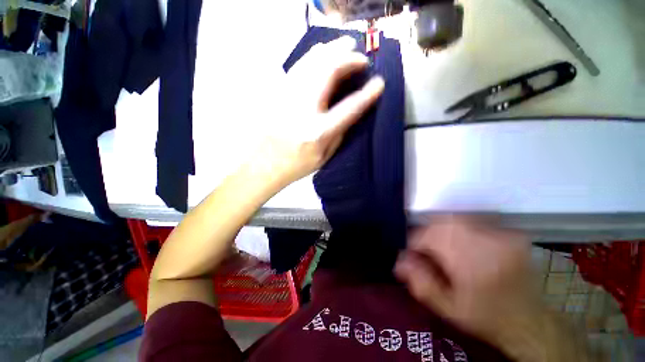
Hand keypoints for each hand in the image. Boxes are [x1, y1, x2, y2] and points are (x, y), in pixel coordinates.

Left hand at [252, 36, 384, 185]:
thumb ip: (339, 133)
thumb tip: (350, 110)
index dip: (367, 95)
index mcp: (318, 132)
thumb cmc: (297, 165)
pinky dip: (313, 56)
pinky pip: (298, 66)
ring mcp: (287, 98)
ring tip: (346, 46)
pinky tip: (322, 52)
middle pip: (328, 73)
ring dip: (332, 51)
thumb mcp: (325, 157)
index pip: (349, 109)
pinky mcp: (278, 93)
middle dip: (348, 59)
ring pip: (312, 63)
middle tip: (361, 58)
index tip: (379, 83)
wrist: (266, 164)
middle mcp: (303, 110)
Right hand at [394, 216, 552, 356]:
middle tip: (423, 252)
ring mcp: (502, 234)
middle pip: (442, 224)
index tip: (410, 255)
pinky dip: (456, 228)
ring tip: (438, 248)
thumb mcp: (448, 309)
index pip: (430, 237)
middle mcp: (490, 242)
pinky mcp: (508, 232)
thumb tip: (399, 261)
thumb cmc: (486, 318)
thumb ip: (420, 283)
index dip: (414, 244)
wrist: (530, 322)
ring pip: (455, 219)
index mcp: (474, 264)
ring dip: (440, 231)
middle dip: (426, 235)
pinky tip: (457, 243)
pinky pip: (471, 221)